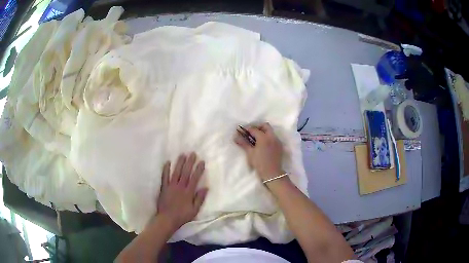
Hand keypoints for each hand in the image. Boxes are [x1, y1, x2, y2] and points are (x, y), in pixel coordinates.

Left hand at [157, 153, 207, 230]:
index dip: (198, 169)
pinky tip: (167, 162)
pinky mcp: (164, 188)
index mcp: (188, 192)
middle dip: (190, 162)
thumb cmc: (182, 216)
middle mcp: (180, 187)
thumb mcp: (194, 210)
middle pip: (185, 172)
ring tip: (182, 154)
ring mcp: (171, 186)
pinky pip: (164, 177)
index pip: (194, 178)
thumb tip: (206, 188)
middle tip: (192, 153)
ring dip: (179, 163)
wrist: (167, 219)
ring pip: (176, 172)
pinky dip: (166, 169)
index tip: (202, 161)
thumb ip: (200, 199)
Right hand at [234, 123, 283, 180]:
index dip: (247, 129)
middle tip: (251, 133)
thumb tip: (235, 137)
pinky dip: (268, 137)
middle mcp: (272, 137)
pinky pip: (273, 137)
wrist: (272, 173)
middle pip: (265, 126)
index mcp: (264, 137)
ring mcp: (277, 141)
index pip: (254, 129)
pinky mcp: (280, 146)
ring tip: (256, 139)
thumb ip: (243, 143)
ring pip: (270, 131)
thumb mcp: (250, 153)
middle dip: (257, 127)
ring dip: (263, 132)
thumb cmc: (259, 163)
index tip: (242, 131)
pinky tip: (263, 144)